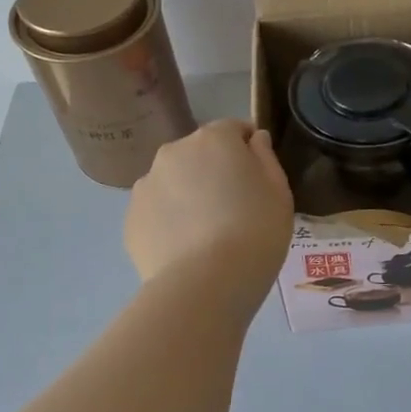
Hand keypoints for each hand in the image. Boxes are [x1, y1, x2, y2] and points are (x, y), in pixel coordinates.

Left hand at [126, 121, 293, 310]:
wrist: (208, 282)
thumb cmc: (256, 231)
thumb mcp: (279, 192)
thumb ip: (265, 157)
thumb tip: (253, 138)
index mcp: (214, 139)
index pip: (234, 129)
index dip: (249, 149)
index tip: (259, 176)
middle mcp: (174, 152)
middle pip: (200, 154)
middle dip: (215, 171)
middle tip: (235, 207)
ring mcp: (146, 185)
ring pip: (174, 182)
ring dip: (189, 195)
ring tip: (207, 233)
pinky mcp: (131, 218)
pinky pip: (158, 212)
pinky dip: (171, 221)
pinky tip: (188, 249)